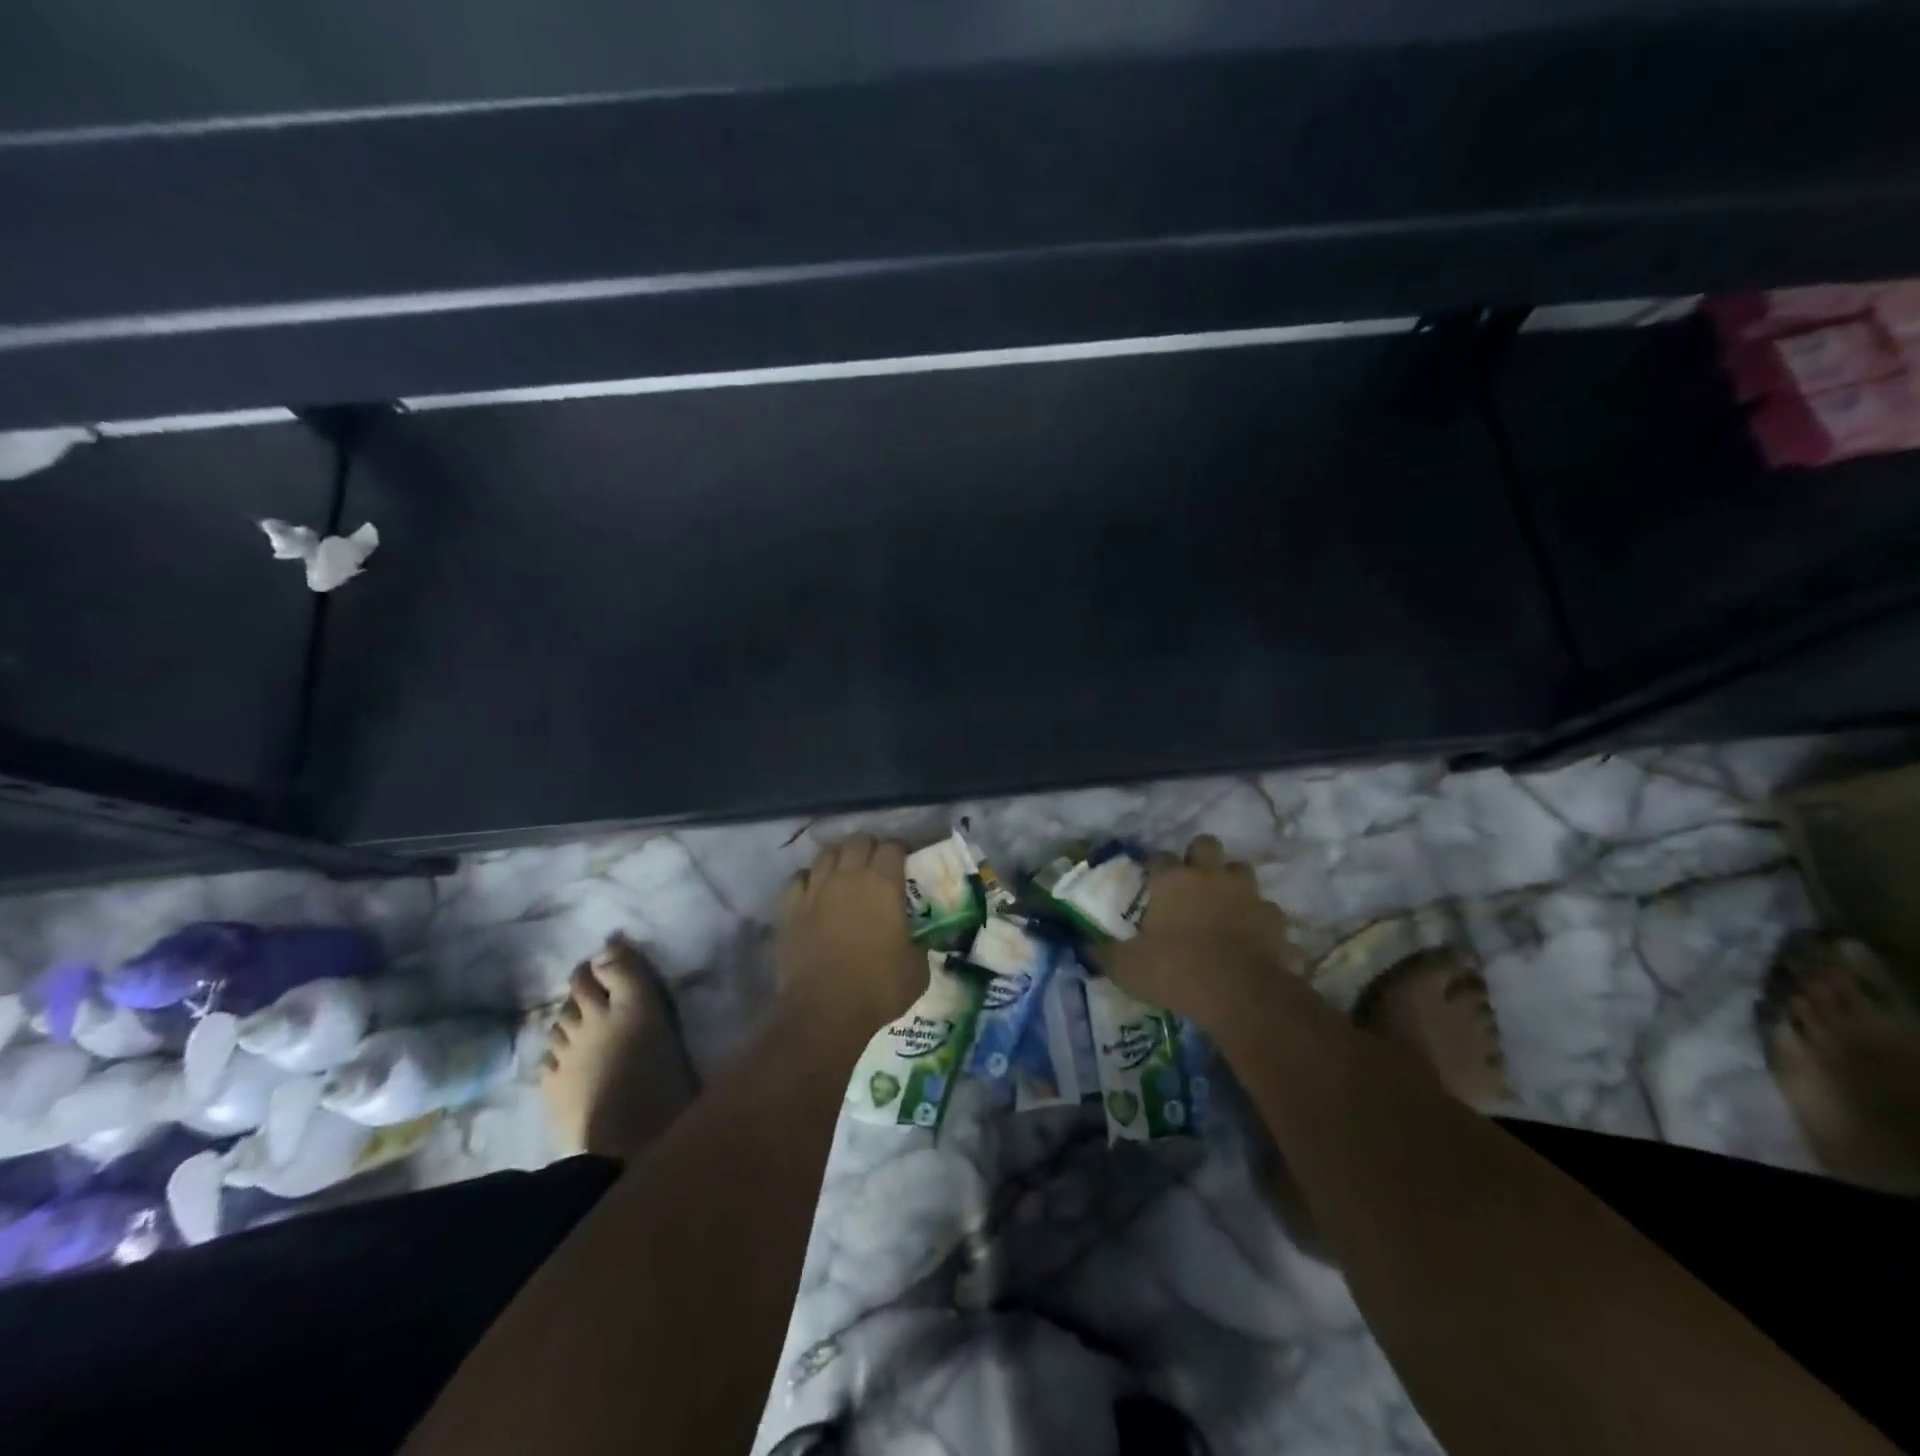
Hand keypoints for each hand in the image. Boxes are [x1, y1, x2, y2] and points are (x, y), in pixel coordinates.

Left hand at [776, 835, 923, 1031]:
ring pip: (826, 854)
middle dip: (870, 847)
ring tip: (845, 871)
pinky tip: (814, 891)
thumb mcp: (917, 970)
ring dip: (839, 857)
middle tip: (876, 864)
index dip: (900, 851)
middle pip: (858, 841)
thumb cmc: (878, 988)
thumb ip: (919, 945)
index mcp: (883, 885)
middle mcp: (848, 877)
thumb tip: (919, 940)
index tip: (905, 863)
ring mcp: (816, 890)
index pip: (893, 847)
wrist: (824, 1012)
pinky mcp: (790, 909)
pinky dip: (809, 879)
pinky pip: (799, 879)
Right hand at [1099, 835, 1300, 1029]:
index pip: (1160, 858)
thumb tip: (1083, 945)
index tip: (1151, 886)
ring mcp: (1246, 893)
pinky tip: (1249, 934)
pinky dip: (1257, 917)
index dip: (1155, 869)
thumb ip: (1103, 953)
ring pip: (1240, 869)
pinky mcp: (1274, 918)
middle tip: (1190, 884)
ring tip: (1221, 904)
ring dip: (1230, 881)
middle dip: (1199, 857)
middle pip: (1205, 845)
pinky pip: (1265, 907)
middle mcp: (1209, 876)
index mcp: (1172, 880)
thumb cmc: (1176, 972)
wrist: (1241, 995)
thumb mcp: (1126, 968)